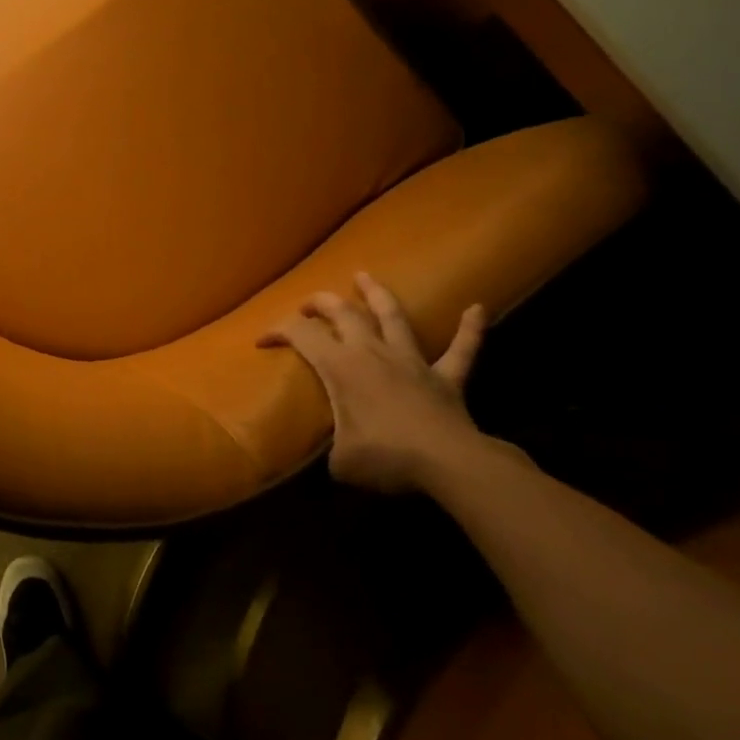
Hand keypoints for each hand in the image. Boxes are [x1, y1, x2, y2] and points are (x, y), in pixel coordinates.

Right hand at [258, 272, 488, 493]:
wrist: (450, 463)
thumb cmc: (386, 456)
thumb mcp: (341, 461)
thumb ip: (334, 450)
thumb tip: (336, 456)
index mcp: (340, 366)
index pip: (300, 334)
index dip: (277, 331)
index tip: (262, 342)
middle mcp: (372, 353)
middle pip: (343, 313)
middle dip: (321, 303)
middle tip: (308, 305)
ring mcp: (412, 361)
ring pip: (393, 316)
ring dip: (377, 294)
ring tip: (364, 275)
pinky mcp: (447, 378)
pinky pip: (461, 350)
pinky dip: (469, 329)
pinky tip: (477, 309)